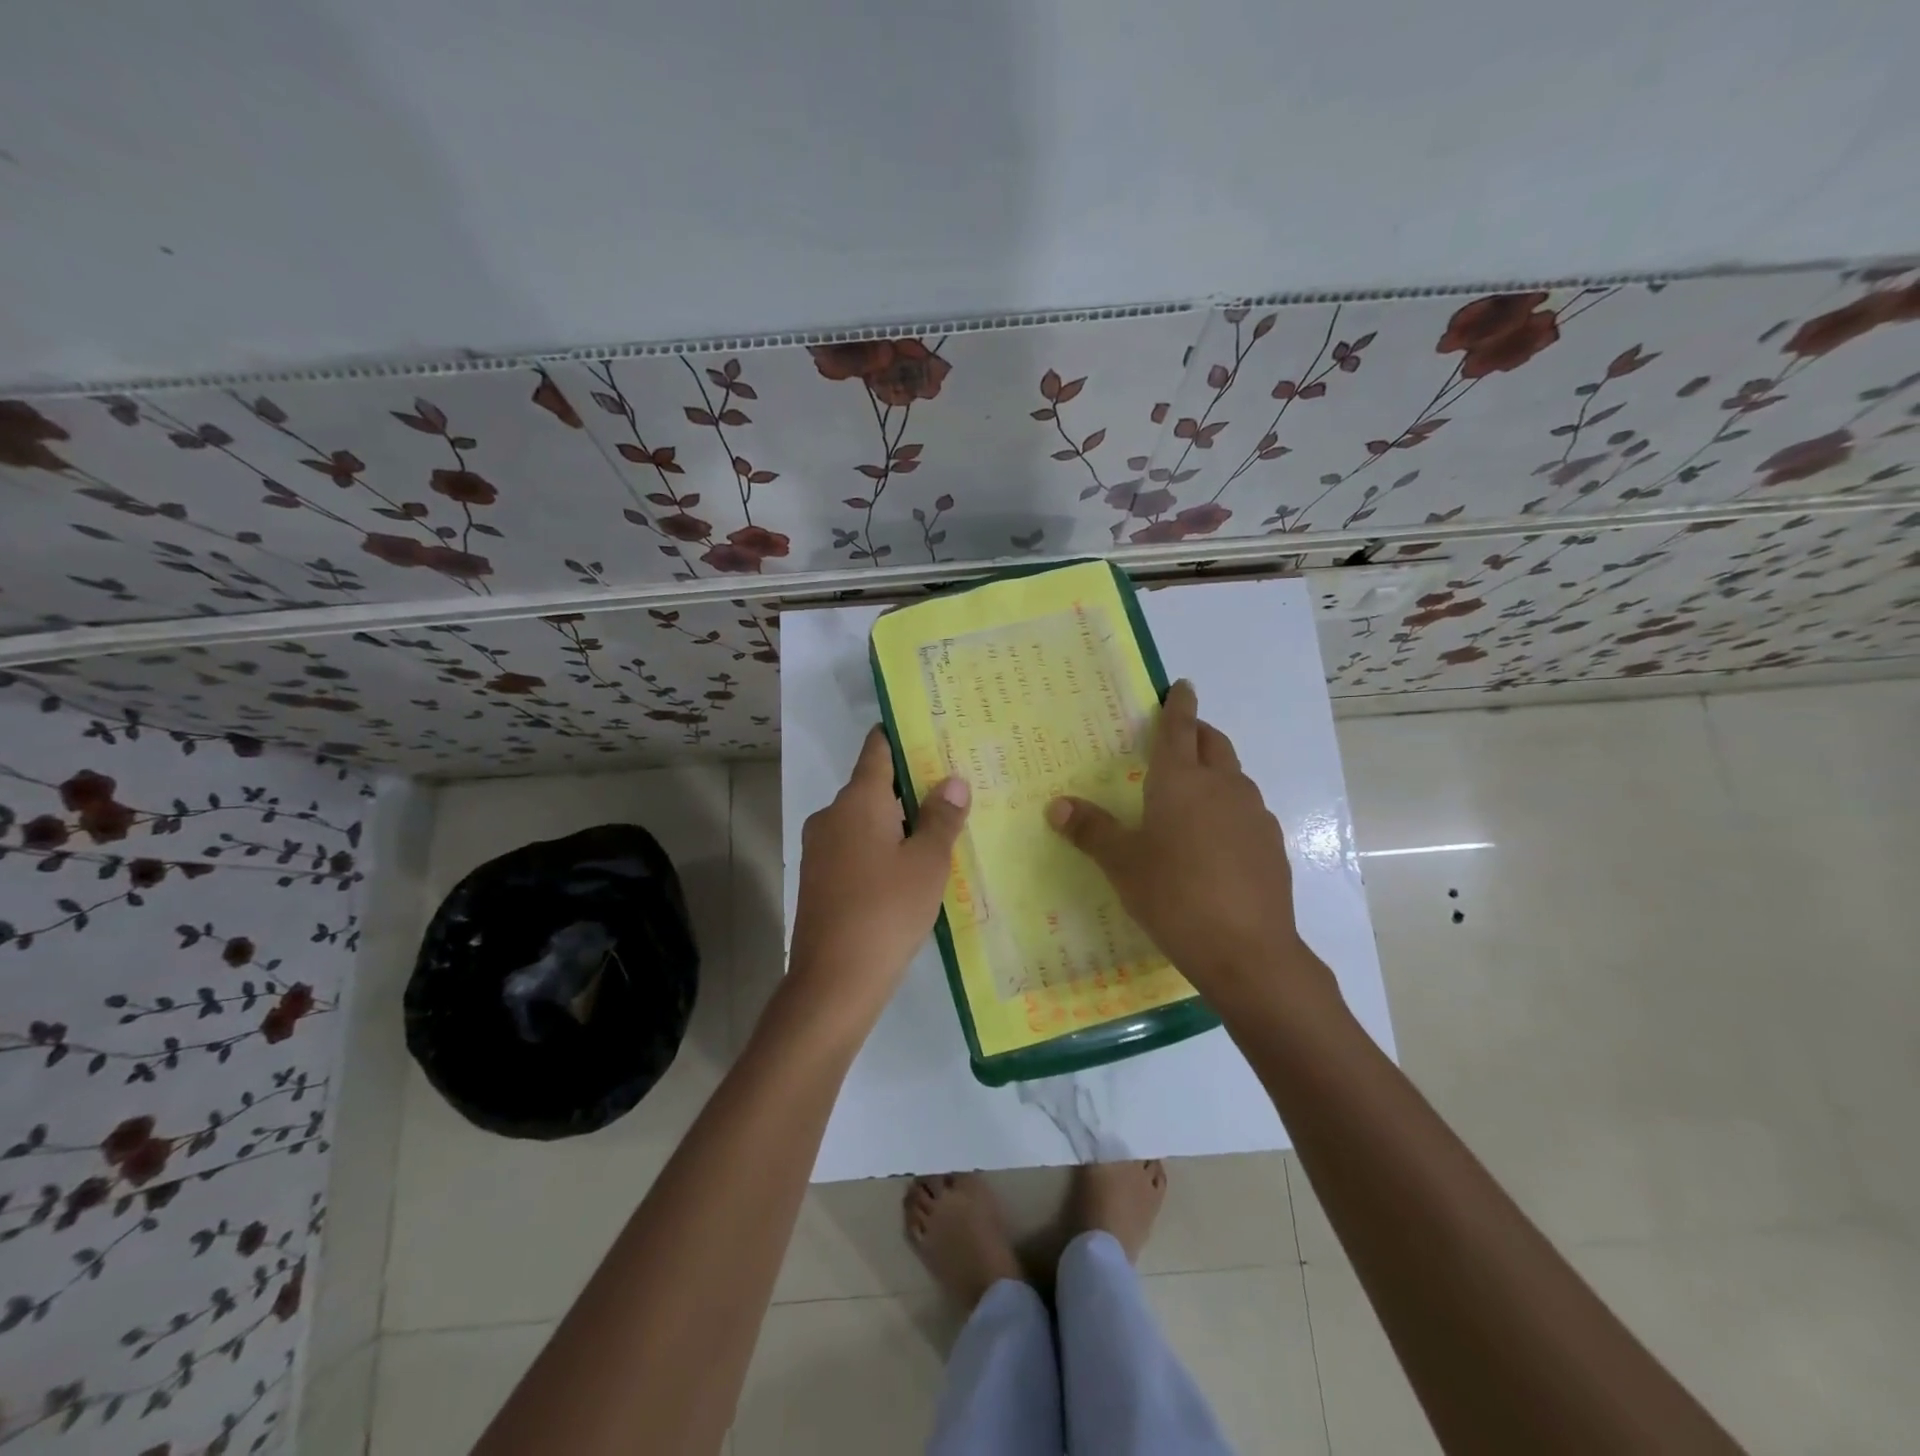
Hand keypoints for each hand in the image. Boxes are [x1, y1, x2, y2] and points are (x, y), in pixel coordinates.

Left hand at [786, 726, 970, 1029]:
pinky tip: (909, 866)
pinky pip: (855, 847)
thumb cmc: (887, 911)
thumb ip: (941, 818)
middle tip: (953, 786)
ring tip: (940, 826)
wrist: (833, 981)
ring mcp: (820, 848)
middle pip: (874, 785)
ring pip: (865, 820)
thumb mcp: (927, 863)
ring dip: (898, 820)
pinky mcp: (819, 878)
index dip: (902, 736)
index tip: (930, 730)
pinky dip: (881, 846)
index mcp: (858, 800)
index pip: (878, 749)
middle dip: (910, 785)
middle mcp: (832, 815)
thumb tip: (953, 781)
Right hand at [1046, 680, 1326, 999]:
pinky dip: (1229, 807)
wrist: (1247, 950)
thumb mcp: (1122, 864)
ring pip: (1234, 776)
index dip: (1178, 705)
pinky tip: (1216, 839)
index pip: (1179, 729)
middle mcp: (1222, 786)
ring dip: (1215, 771)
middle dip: (1198, 732)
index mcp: (1180, 781)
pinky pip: (1246, 810)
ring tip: (1192, 793)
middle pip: (1213, 743)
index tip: (1181, 686)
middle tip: (1180, 736)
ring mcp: (1253, 814)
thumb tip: (1057, 806)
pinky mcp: (1271, 844)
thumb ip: (1091, 830)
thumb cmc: (1174, 896)